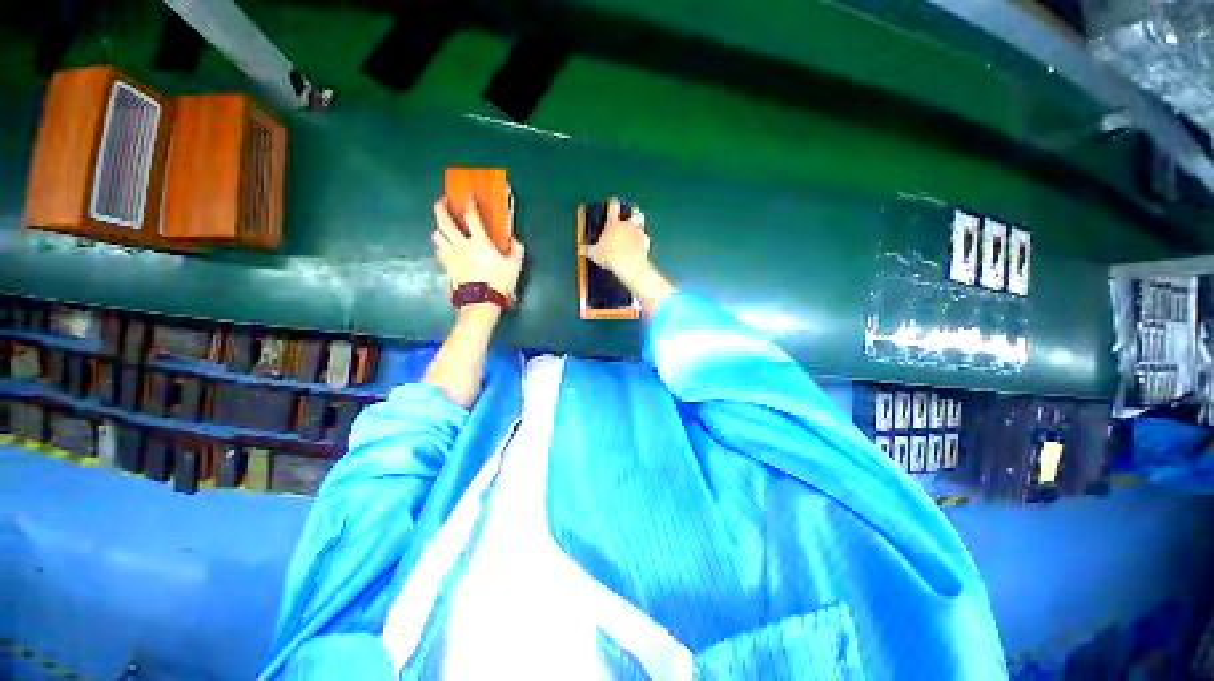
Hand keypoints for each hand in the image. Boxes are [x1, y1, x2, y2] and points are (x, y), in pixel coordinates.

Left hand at [432, 197, 524, 299]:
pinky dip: (440, 247)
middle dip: (440, 208)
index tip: (468, 195)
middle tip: (442, 202)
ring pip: (436, 236)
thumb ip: (516, 251)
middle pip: (444, 222)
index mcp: (479, 242)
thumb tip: (514, 240)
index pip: (471, 217)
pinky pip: (438, 252)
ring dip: (439, 230)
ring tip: (444, 230)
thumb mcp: (514, 267)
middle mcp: (461, 245)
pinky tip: (445, 249)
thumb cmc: (499, 283)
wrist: (480, 302)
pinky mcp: (446, 267)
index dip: (469, 203)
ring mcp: (450, 256)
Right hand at [584, 197, 649, 282]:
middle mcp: (627, 224)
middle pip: (633, 212)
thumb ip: (587, 249)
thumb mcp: (594, 254)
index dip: (612, 202)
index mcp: (613, 224)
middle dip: (632, 213)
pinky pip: (645, 239)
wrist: (628, 264)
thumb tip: (579, 249)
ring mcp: (638, 232)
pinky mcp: (646, 241)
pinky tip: (640, 247)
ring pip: (641, 222)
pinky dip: (643, 242)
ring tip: (635, 231)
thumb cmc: (609, 256)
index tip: (612, 201)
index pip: (613, 206)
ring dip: (639, 225)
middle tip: (629, 217)